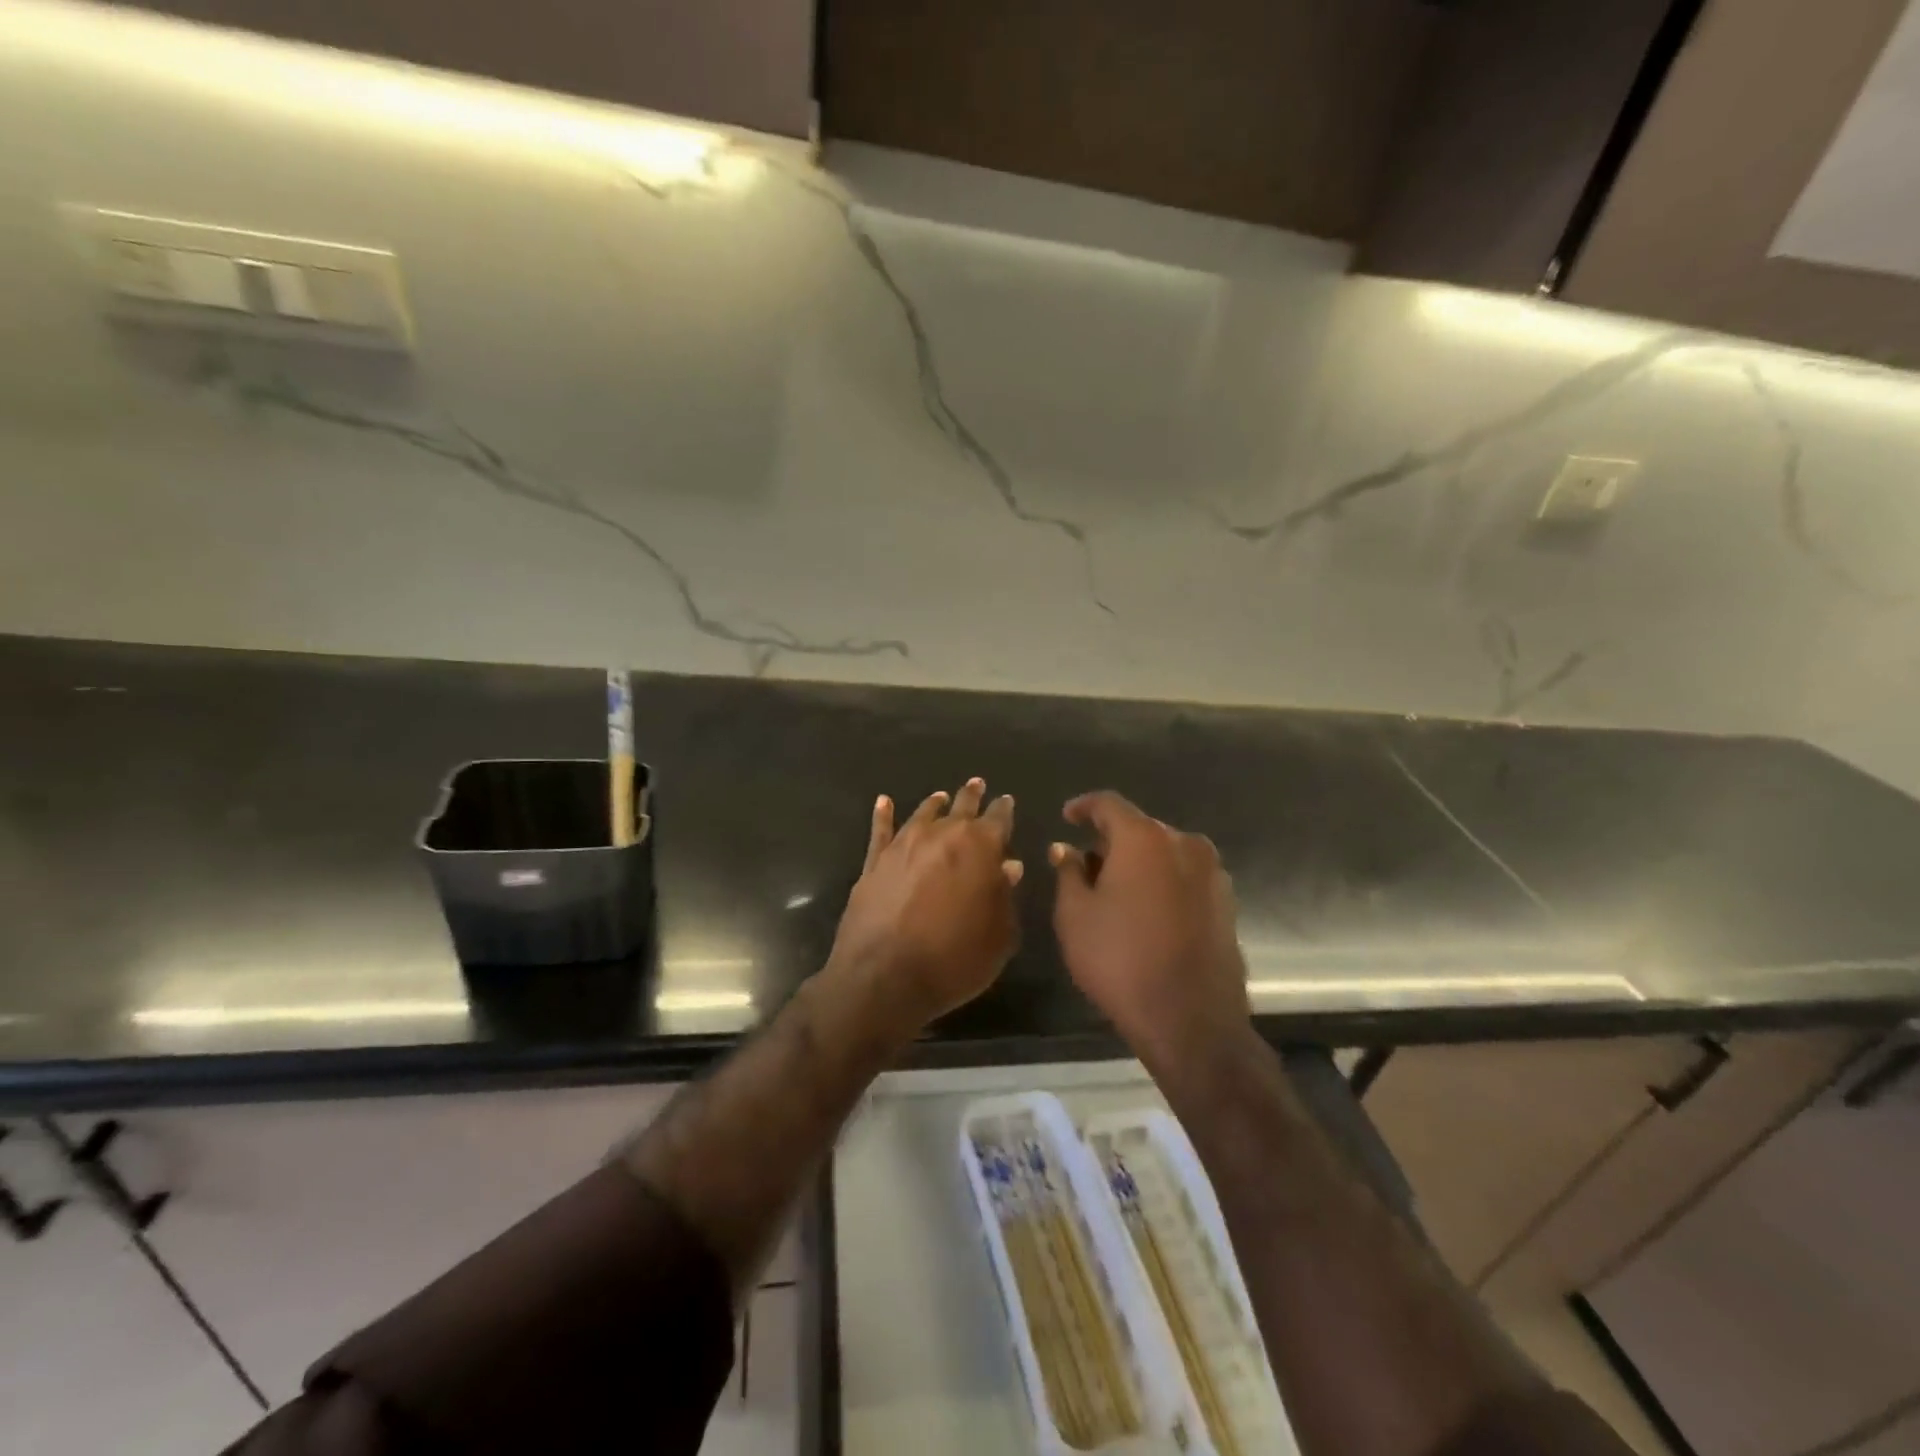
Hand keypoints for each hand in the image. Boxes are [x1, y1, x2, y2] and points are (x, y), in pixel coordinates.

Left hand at [827, 778, 1022, 1036]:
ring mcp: (904, 845)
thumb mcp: (999, 936)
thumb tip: (1008, 867)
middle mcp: (942, 835)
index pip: (998, 818)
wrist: (885, 976)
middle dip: (972, 796)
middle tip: (977, 784)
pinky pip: (880, 831)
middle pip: (961, 807)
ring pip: (924, 814)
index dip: (1004, 809)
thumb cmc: (954, 960)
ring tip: (942, 797)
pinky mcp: (874, 861)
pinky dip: (883, 815)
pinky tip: (884, 802)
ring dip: (935, 804)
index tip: (1006, 801)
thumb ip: (1005, 897)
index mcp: (980, 847)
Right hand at [1050, 791, 1248, 1067]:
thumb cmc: (1121, 961)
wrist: (1191, 1021)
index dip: (1083, 806)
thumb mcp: (1075, 915)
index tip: (1066, 817)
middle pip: (1139, 828)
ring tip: (1115, 893)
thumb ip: (1068, 872)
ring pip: (1165, 853)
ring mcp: (1212, 873)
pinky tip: (1146, 913)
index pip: (1109, 804)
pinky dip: (1162, 883)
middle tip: (1085, 866)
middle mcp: (1184, 844)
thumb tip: (1065, 848)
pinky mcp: (1226, 903)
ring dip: (1139, 863)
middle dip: (1110, 841)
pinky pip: (1185, 877)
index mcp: (1144, 838)